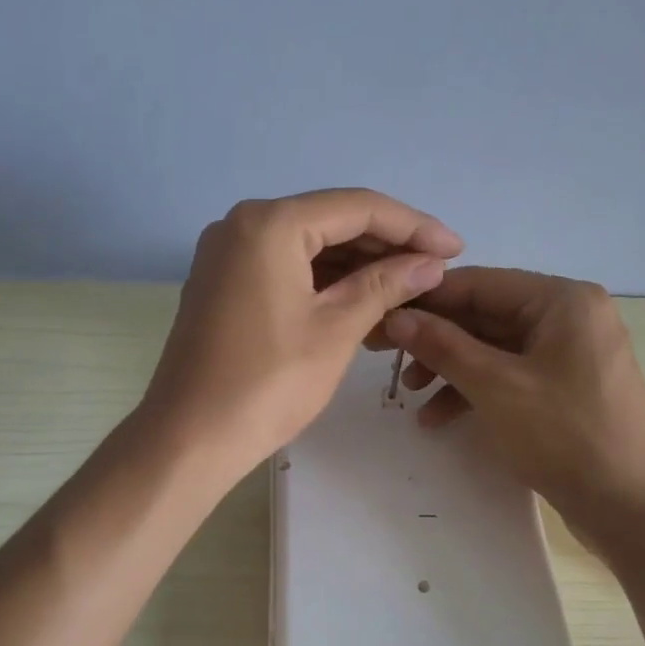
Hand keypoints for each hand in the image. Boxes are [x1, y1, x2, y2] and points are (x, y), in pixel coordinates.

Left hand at [139, 189, 462, 476]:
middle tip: (434, 271)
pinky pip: (285, 267)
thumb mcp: (337, 329)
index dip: (413, 226)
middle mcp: (243, 223)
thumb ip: (386, 285)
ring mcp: (227, 252)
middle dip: (386, 245)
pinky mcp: (223, 281)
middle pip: (331, 221)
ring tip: (407, 291)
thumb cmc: (269, 383)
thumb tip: (430, 264)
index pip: (358, 207)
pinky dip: (324, 282)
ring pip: (308, 245)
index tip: (455, 248)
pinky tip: (363, 302)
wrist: (189, 437)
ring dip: (357, 266)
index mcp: (271, 223)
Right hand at [378, 268, 644, 544]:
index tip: (381, 316)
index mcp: (561, 300)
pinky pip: (510, 374)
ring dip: (450, 368)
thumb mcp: (495, 387)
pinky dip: (475, 390)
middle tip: (385, 357)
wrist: (634, 510)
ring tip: (410, 394)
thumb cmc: (566, 436)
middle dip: (435, 339)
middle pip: (484, 315)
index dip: (426, 300)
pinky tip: (438, 418)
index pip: (479, 283)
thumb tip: (396, 316)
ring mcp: (569, 353)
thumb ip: (443, 345)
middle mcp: (568, 316)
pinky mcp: (564, 387)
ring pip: (493, 347)